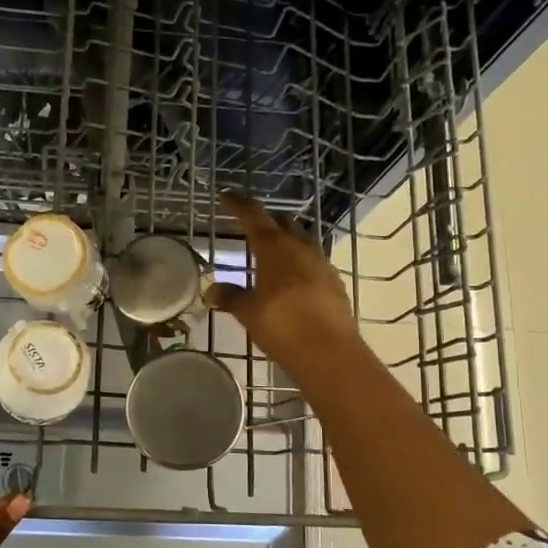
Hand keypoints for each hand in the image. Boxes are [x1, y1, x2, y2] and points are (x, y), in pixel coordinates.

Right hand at [205, 192, 357, 370]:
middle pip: (282, 224)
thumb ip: (231, 297)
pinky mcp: (335, 283)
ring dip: (287, 241)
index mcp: (275, 248)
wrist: (329, 352)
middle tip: (252, 228)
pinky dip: (301, 264)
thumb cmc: (282, 325)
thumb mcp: (248, 313)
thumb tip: (211, 291)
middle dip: (267, 222)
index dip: (239, 205)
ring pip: (302, 241)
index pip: (254, 216)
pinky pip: (315, 263)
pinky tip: (294, 280)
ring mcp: (322, 264)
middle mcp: (300, 248)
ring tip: (273, 253)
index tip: (227, 196)